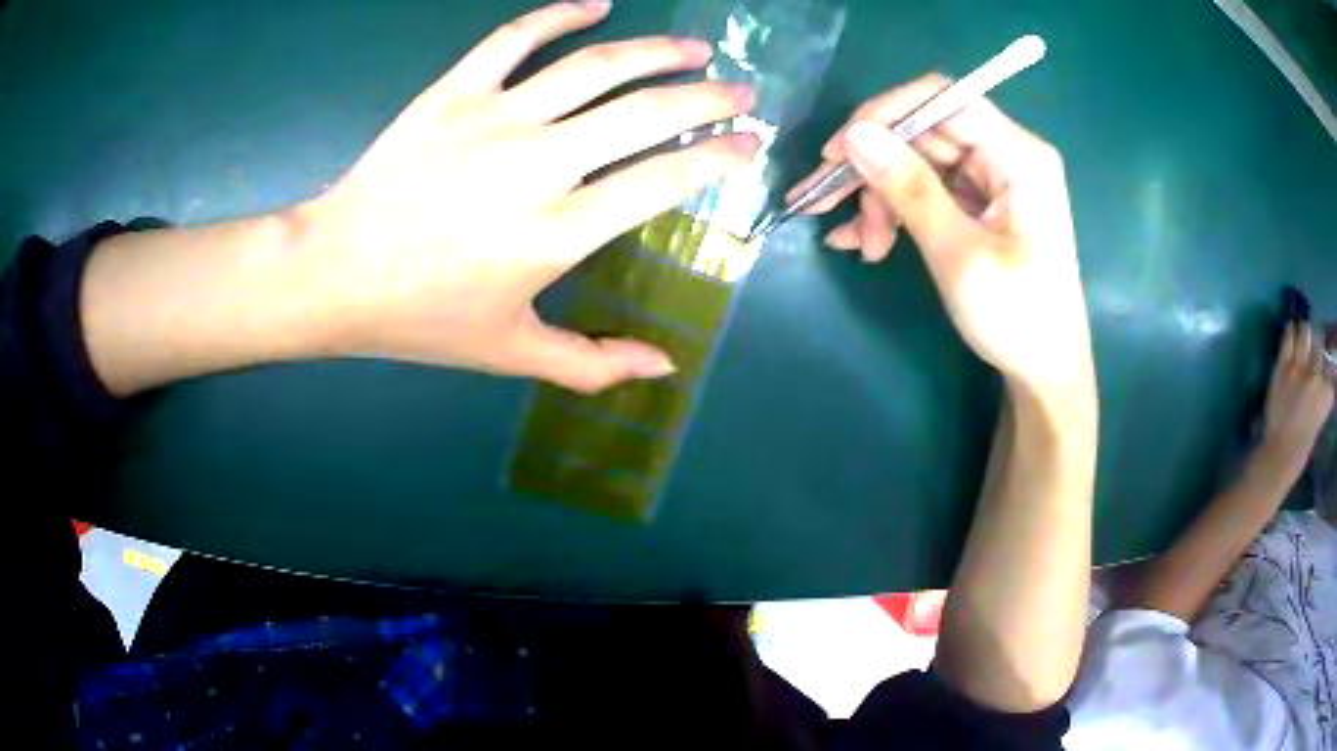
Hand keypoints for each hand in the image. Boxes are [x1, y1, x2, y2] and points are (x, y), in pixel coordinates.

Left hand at [291, 1, 757, 392]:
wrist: (335, 272)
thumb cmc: (421, 317)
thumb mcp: (510, 352)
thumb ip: (593, 364)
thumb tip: (666, 365)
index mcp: (558, 231)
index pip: (664, 179)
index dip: (718, 157)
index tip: (749, 145)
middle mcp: (539, 163)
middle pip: (645, 112)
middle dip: (707, 97)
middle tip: (742, 91)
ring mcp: (495, 117)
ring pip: (596, 66)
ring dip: (657, 51)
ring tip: (696, 48)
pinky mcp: (455, 91)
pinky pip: (516, 37)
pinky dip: (561, 13)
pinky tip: (598, 4)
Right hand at [792, 75, 1092, 398]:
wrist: (1046, 373)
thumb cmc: (1017, 319)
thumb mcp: (959, 255)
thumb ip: (910, 189)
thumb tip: (855, 135)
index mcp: (1017, 155)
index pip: (941, 99)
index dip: (884, 114)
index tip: (838, 151)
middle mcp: (1007, 155)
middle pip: (925, 133)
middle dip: (876, 169)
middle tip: (826, 206)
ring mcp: (995, 180)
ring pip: (920, 163)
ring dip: (882, 199)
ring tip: (860, 245)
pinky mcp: (983, 204)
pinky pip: (930, 191)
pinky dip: (898, 212)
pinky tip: (866, 242)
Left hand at [1256, 321, 1334, 476]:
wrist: (1279, 455)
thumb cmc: (1300, 448)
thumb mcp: (1318, 419)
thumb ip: (1322, 396)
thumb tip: (1324, 378)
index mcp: (1326, 394)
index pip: (1332, 363)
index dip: (1328, 360)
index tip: (1326, 359)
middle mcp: (1316, 375)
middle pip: (1319, 341)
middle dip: (1316, 342)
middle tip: (1312, 346)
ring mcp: (1299, 368)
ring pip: (1305, 331)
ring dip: (1304, 333)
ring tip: (1302, 338)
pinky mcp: (1283, 367)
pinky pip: (1288, 337)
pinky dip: (1290, 332)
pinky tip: (1290, 334)